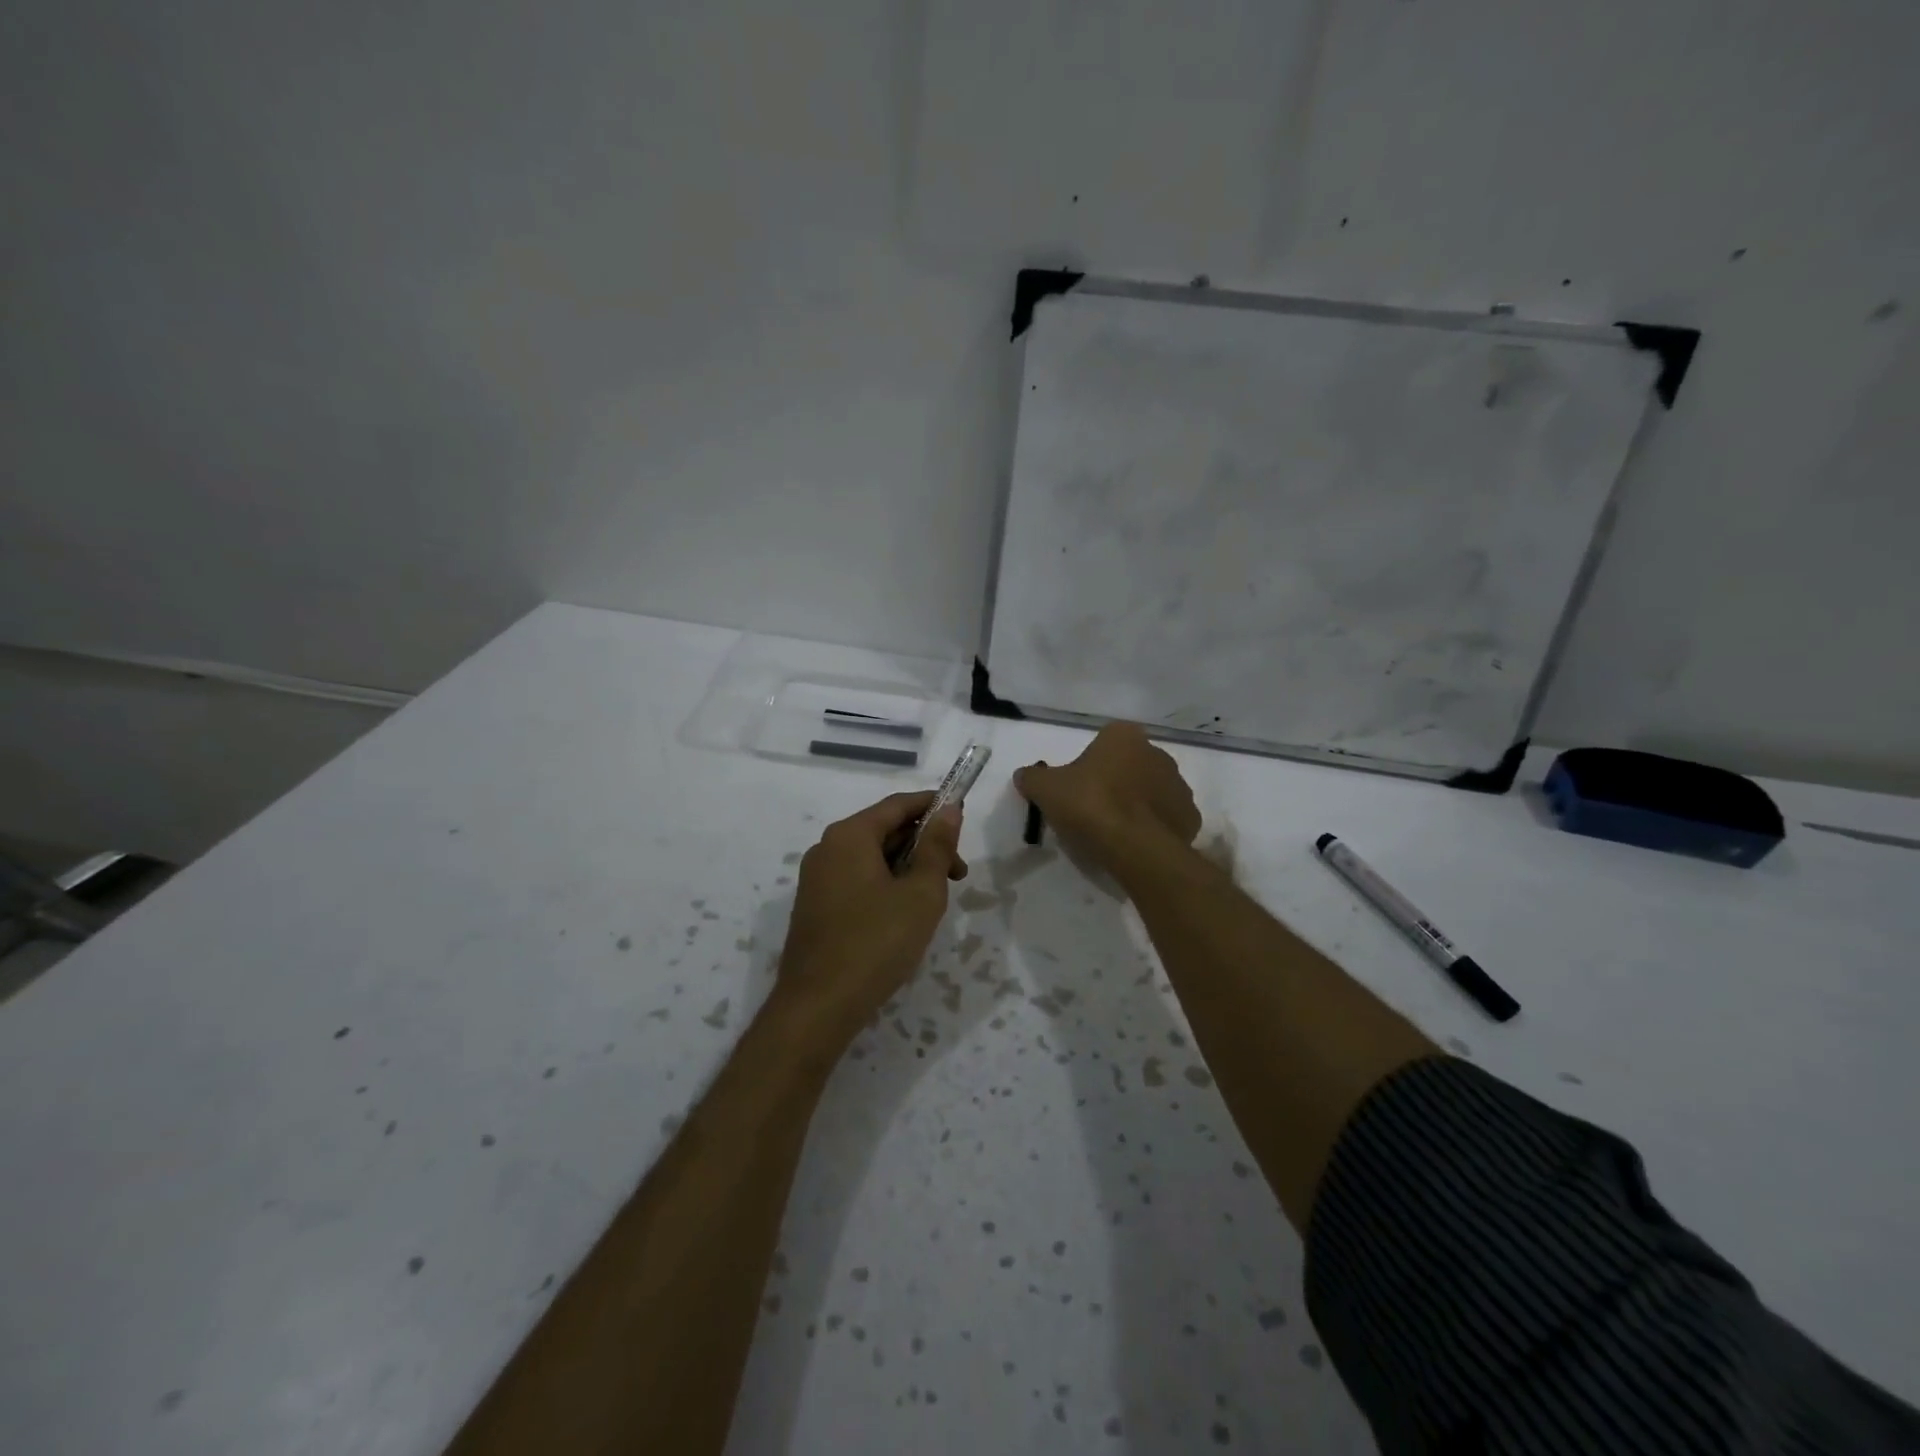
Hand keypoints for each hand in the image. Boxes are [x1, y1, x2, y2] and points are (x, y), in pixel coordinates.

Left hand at [773, 792, 965, 1047]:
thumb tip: (948, 809)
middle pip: (883, 830)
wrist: (818, 1007)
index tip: (962, 815)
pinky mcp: (815, 906)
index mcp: (850, 836)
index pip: (897, 805)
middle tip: (958, 874)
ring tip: (935, 899)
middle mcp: (827, 848)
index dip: (933, 805)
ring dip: (907, 868)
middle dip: (924, 845)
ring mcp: (817, 879)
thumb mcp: (920, 893)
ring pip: (871, 858)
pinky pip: (857, 880)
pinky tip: (904, 914)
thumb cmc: (876, 943)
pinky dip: (886, 884)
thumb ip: (937, 847)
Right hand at [1014, 723, 1200, 875]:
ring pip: (1150, 791)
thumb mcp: (1045, 789)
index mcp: (1124, 736)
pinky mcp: (1190, 817)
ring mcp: (1179, 785)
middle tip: (1091, 810)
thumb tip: (1024, 775)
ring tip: (1113, 831)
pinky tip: (1134, 843)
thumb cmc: (1089, 804)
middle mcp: (1158, 753)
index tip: (1076, 788)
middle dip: (1114, 783)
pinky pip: (1166, 818)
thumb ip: (1032, 777)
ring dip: (1136, 804)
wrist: (1134, 846)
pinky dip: (1153, 827)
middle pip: (1129, 766)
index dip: (1088, 764)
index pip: (1104, 742)